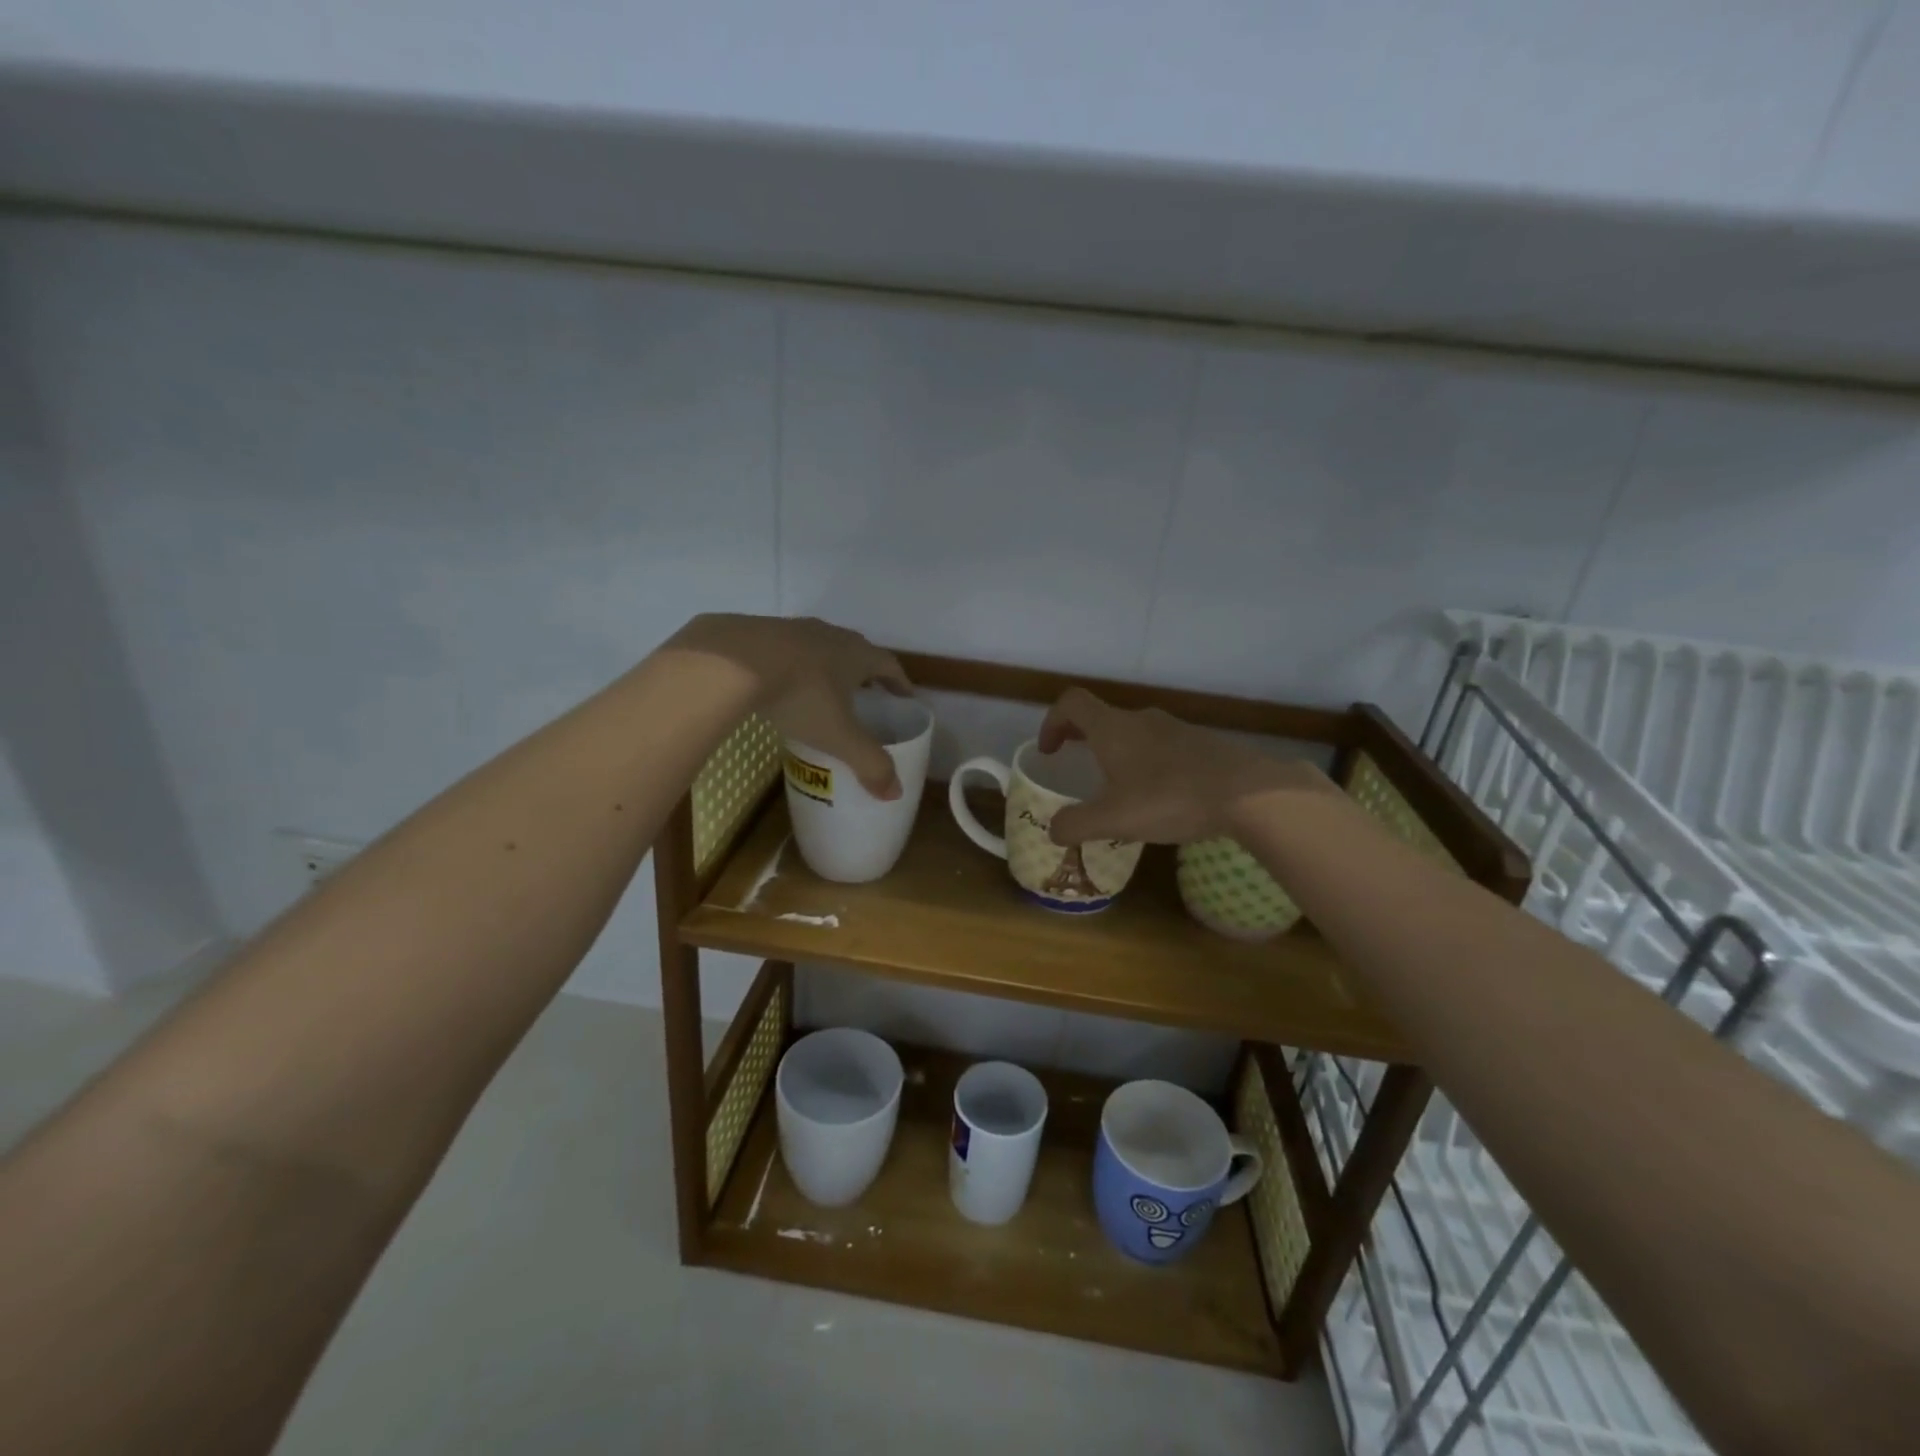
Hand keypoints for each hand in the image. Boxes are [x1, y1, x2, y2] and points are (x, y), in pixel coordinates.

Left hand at [666, 615, 912, 798]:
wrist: (732, 662)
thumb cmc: (800, 696)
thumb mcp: (838, 736)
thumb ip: (868, 763)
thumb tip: (895, 793)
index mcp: (857, 654)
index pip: (889, 665)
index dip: (899, 683)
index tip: (905, 697)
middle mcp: (830, 635)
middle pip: (856, 650)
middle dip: (865, 673)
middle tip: (867, 695)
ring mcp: (793, 629)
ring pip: (820, 647)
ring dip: (827, 666)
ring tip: (824, 691)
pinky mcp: (759, 631)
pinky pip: (786, 649)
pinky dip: (792, 665)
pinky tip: (780, 684)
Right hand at [1038, 687, 1330, 844]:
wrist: (1249, 793)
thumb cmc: (1170, 798)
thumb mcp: (1114, 820)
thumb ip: (1076, 825)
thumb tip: (1053, 830)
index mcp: (1113, 729)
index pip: (1072, 703)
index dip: (1052, 721)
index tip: (1049, 751)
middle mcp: (1142, 720)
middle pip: (1103, 717)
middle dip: (1083, 738)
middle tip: (1076, 764)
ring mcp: (1176, 729)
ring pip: (1135, 733)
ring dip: (1118, 752)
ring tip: (1120, 788)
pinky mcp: (1203, 744)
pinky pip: (1163, 747)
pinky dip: (1148, 763)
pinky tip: (1161, 797)